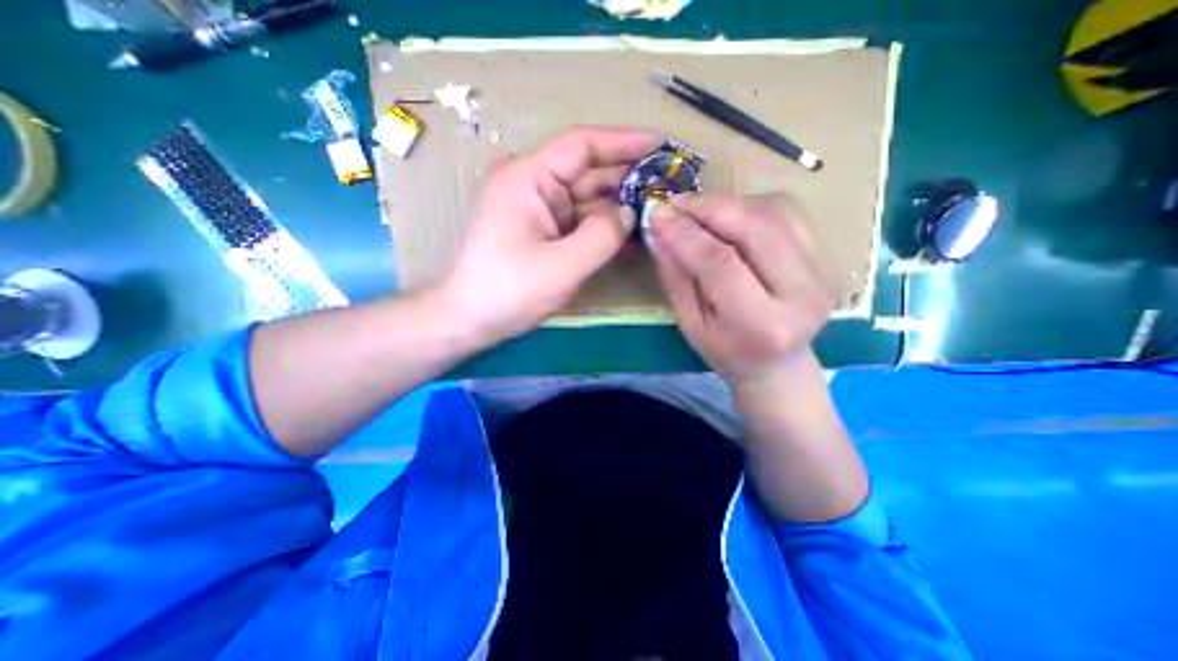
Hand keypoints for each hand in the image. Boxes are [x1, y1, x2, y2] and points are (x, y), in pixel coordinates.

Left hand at [438, 125, 659, 347]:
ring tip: (658, 210)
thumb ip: (602, 236)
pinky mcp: (543, 232)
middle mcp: (533, 186)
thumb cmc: (507, 292)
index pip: (582, 145)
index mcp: (528, 179)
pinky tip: (631, 235)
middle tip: (668, 185)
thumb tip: (630, 213)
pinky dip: (604, 228)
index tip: (661, 144)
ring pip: (587, 200)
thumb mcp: (561, 266)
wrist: (470, 319)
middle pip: (588, 173)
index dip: (623, 141)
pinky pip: (580, 223)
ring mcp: (538, 211)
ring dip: (620, 206)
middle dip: (628, 178)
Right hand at [642, 194, 835, 383]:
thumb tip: (659, 229)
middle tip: (675, 203)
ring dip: (728, 203)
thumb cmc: (726, 351)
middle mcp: (803, 293)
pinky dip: (751, 204)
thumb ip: (676, 276)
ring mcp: (823, 271)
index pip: (721, 264)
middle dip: (709, 207)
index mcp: (762, 325)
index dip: (686, 234)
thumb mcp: (690, 324)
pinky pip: (788, 211)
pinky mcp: (828, 255)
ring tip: (697, 211)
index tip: (658, 215)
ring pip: (774, 211)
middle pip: (755, 227)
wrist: (779, 363)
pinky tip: (728, 216)